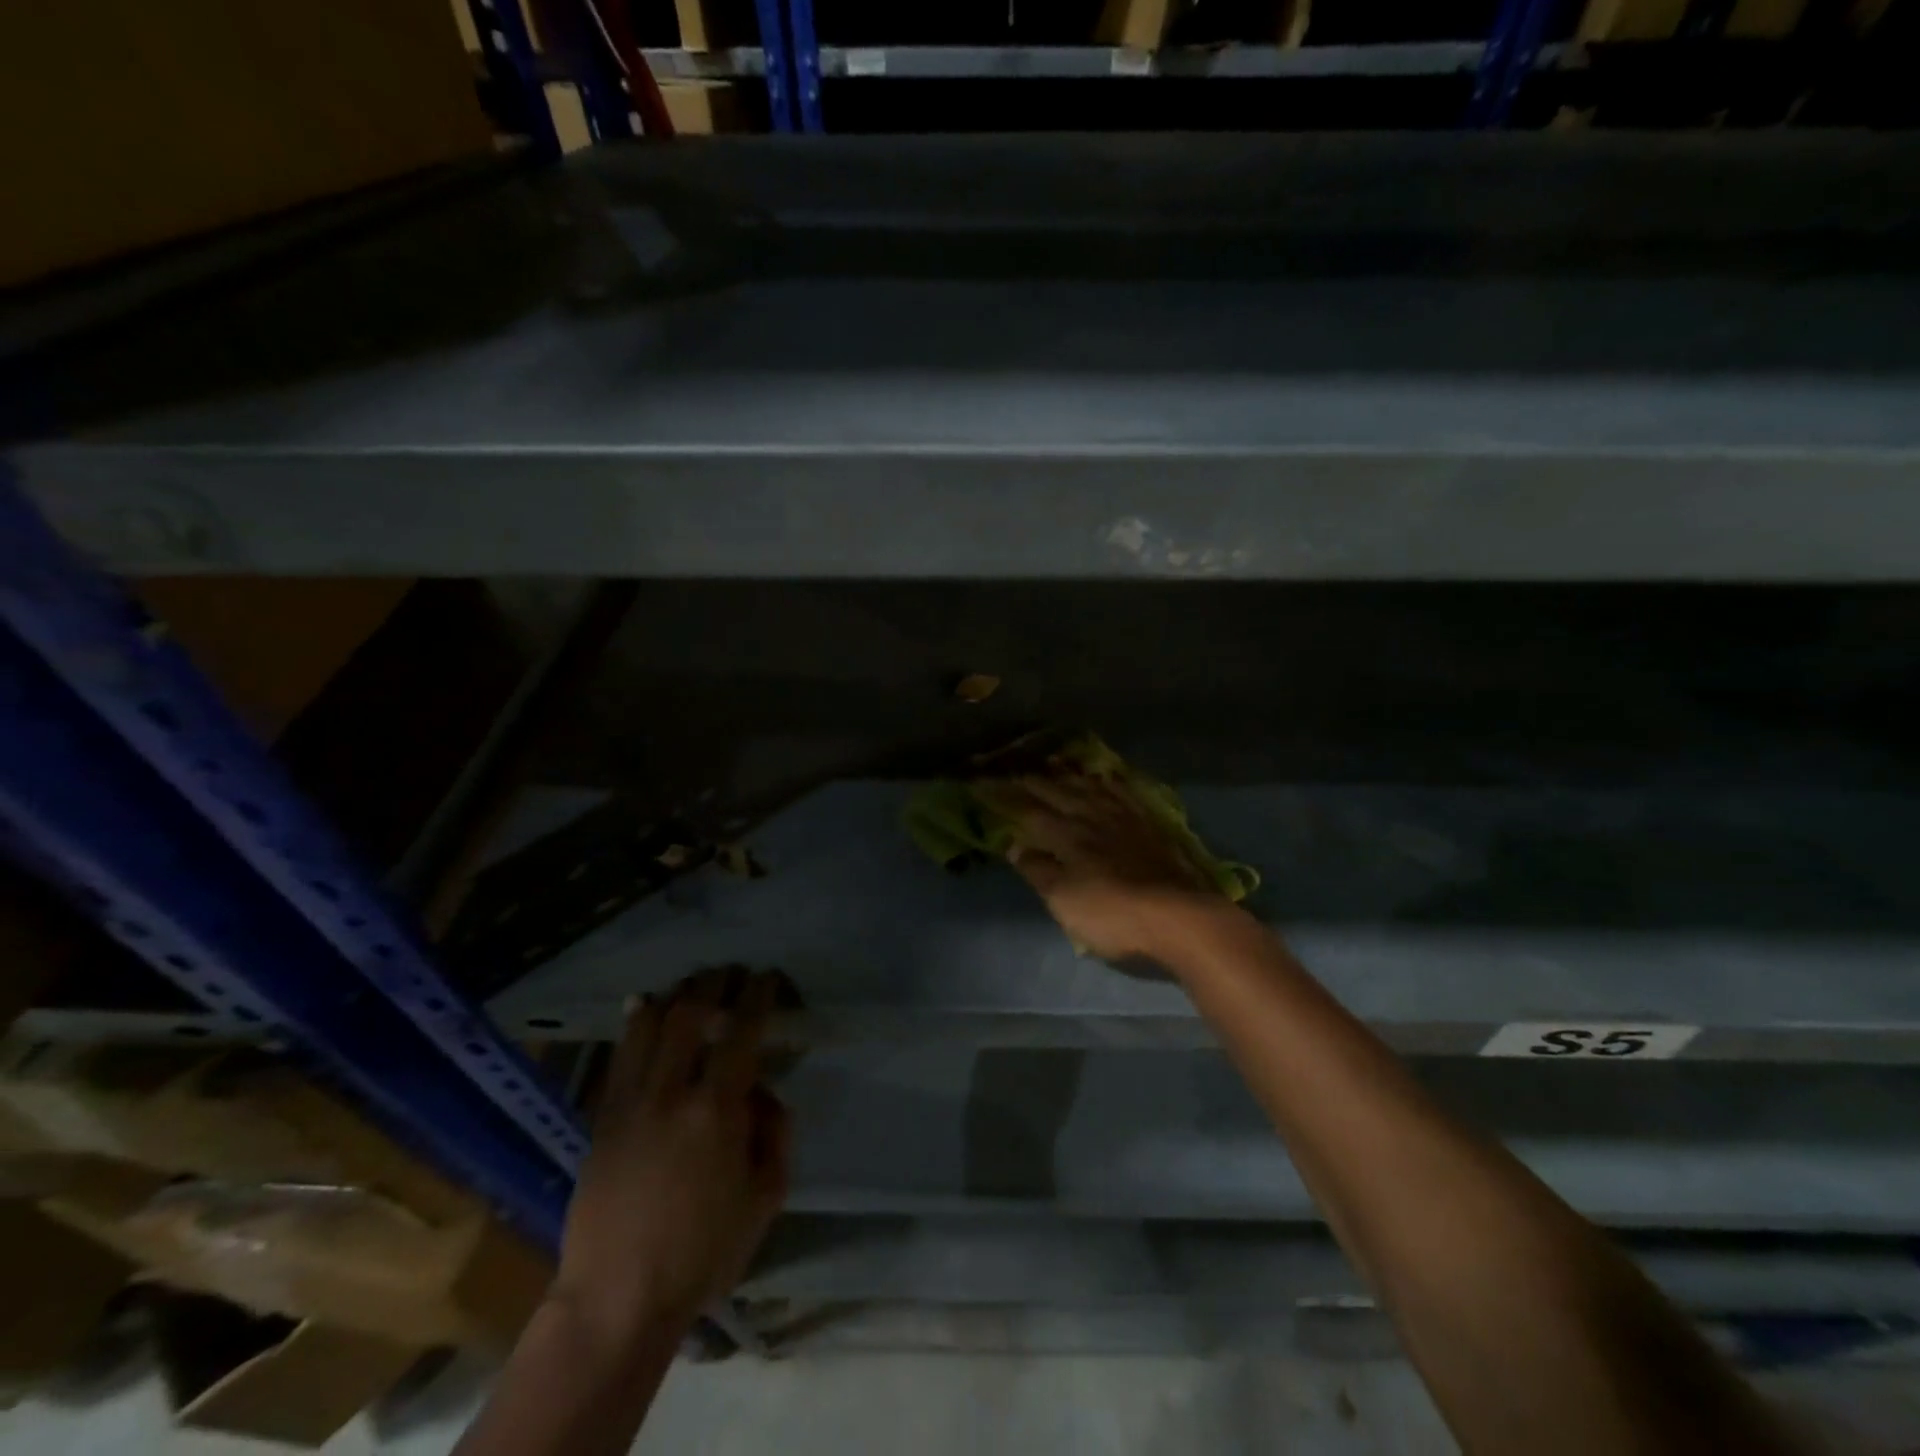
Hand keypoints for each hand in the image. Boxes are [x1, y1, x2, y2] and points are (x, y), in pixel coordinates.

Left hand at [551, 969, 790, 1347]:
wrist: (617, 1299)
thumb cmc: (702, 1253)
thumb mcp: (765, 1198)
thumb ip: (774, 1134)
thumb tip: (763, 1093)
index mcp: (716, 1111)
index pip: (741, 1033)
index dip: (757, 997)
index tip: (767, 978)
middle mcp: (671, 1093)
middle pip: (691, 1015)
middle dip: (715, 984)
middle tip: (731, 971)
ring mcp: (630, 1103)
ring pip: (649, 1026)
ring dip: (675, 995)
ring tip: (693, 983)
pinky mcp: (602, 1119)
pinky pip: (620, 1056)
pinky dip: (635, 1023)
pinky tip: (643, 1005)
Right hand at [975, 769, 1232, 961]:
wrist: (1182, 917)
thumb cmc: (1114, 916)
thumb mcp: (1065, 901)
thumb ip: (1039, 870)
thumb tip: (1014, 844)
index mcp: (1067, 836)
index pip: (1027, 809)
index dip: (1003, 795)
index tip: (981, 781)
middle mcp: (1092, 817)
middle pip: (1056, 791)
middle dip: (1030, 777)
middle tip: (1010, 763)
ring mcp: (1124, 818)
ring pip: (1088, 786)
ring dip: (1066, 773)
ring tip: (1051, 761)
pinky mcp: (1149, 825)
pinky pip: (1123, 792)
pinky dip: (1107, 781)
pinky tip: (1104, 777)